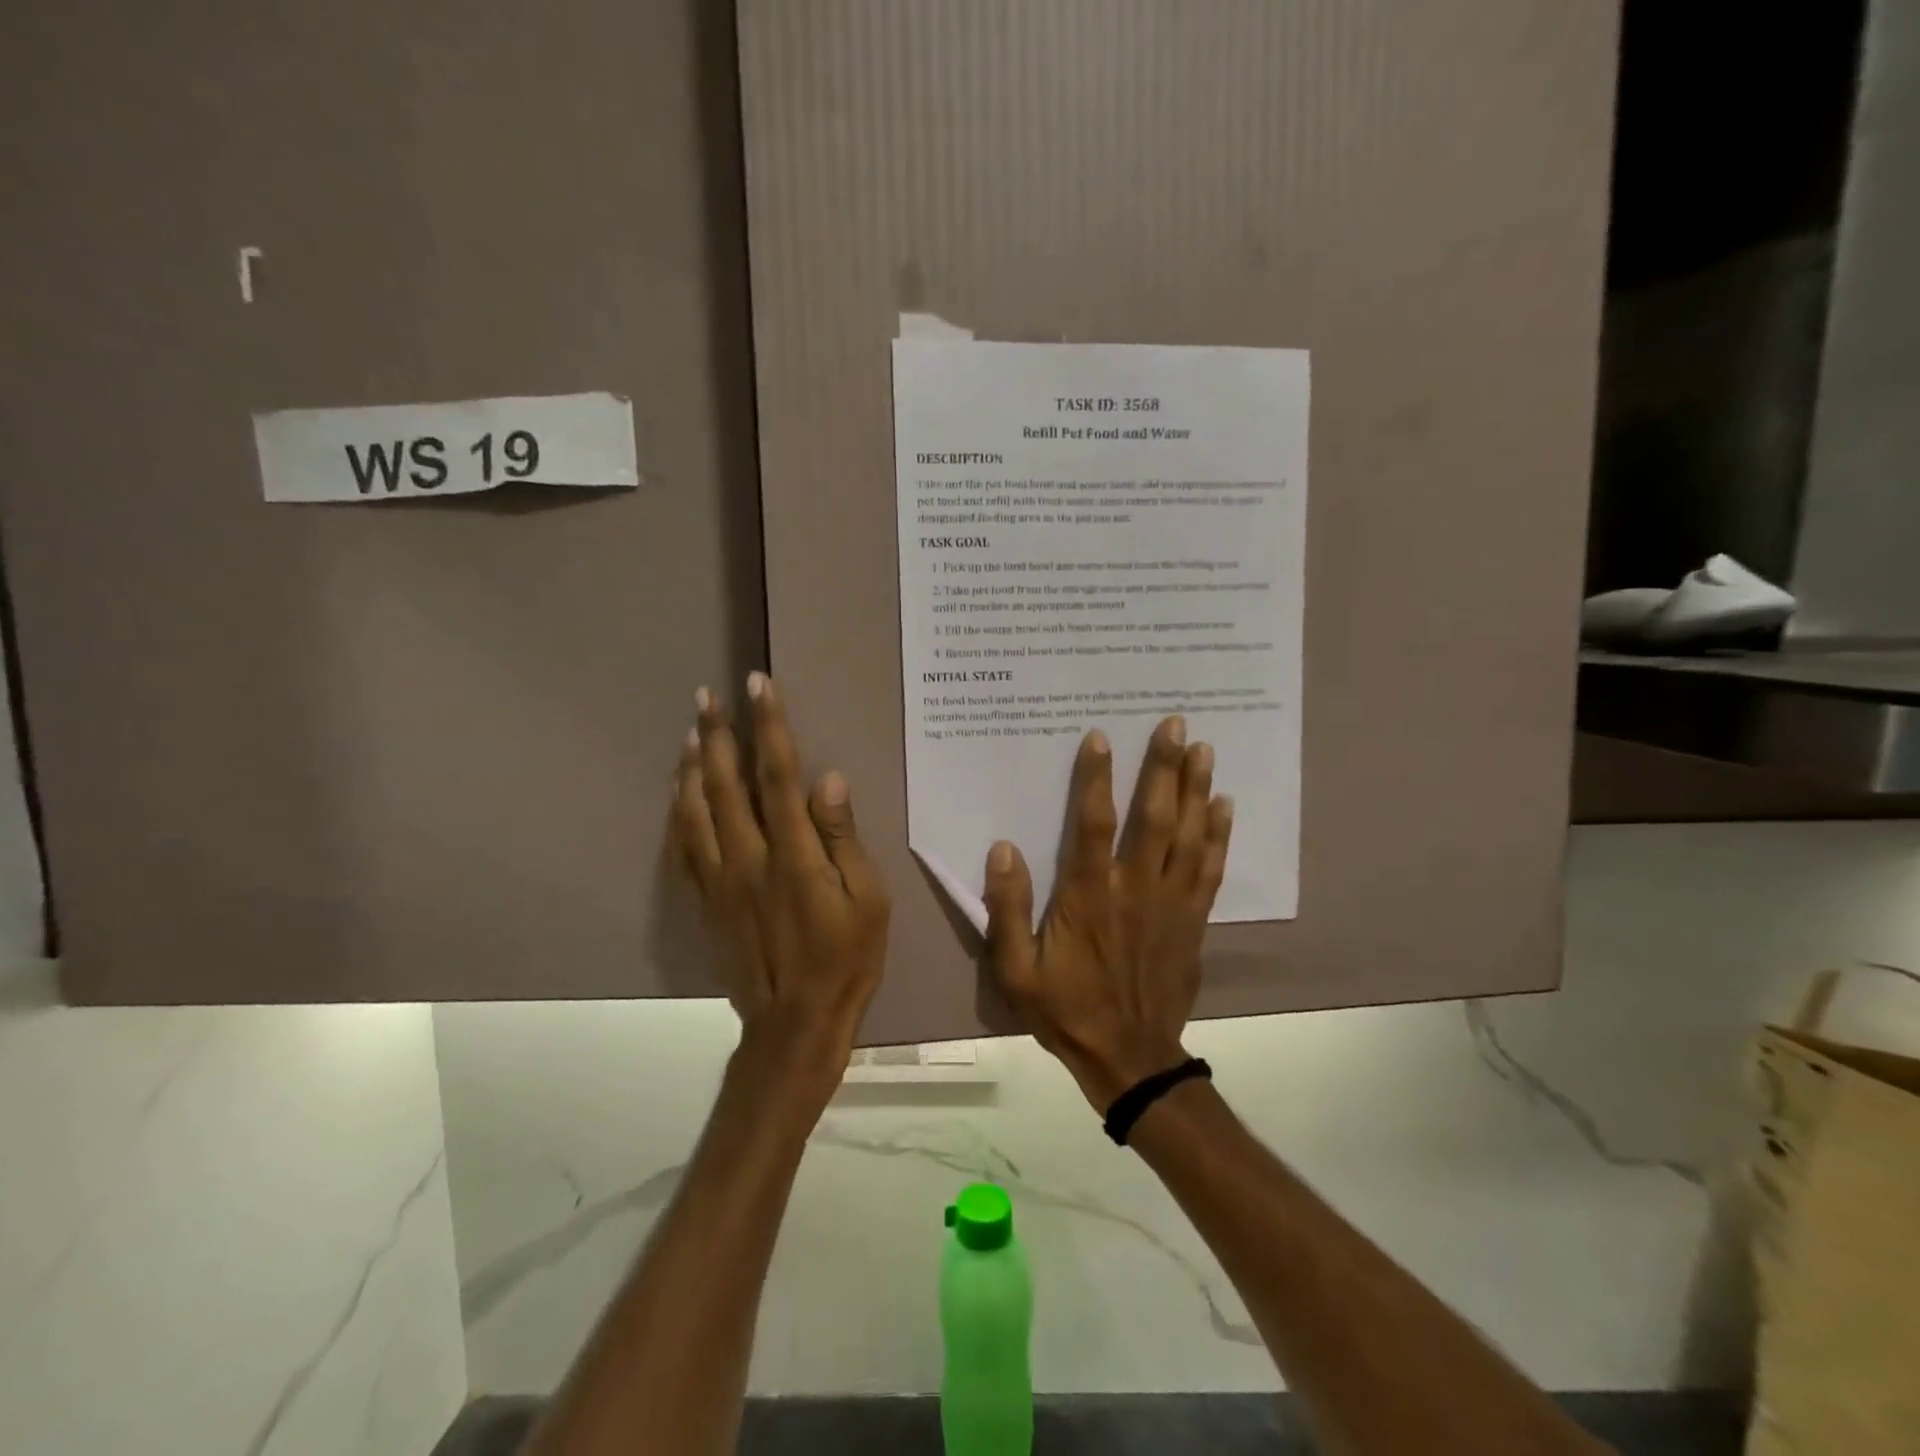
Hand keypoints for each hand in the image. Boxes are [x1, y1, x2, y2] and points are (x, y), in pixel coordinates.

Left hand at [670, 672, 890, 1072]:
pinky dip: (677, 810)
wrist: (793, 1024)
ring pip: (695, 809)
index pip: (777, 775)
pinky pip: (683, 845)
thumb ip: (844, 838)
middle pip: (725, 782)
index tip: (758, 685)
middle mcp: (747, 857)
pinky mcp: (706, 900)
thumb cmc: (845, 960)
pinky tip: (677, 790)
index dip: (769, 725)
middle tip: (707, 695)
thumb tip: (830, 780)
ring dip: (692, 765)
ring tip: (691, 730)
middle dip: (717, 733)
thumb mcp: (867, 902)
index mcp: (792, 854)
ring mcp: (719, 879)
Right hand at [982, 716, 1232, 1110]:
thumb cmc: (1066, 1009)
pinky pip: (1211, 869)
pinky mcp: (1194, 920)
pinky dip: (1219, 835)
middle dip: (1165, 768)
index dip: (1097, 778)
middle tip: (1176, 724)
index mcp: (1090, 896)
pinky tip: (1224, 806)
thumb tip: (1004, 849)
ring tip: (1204, 749)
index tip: (1102, 737)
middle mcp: (1136, 888)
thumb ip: (1006, 909)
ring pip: (1189, 836)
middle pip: (1155, 818)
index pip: (1093, 824)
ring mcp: (1172, 903)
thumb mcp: (1016, 969)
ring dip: (1197, 790)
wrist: (1129, 1058)